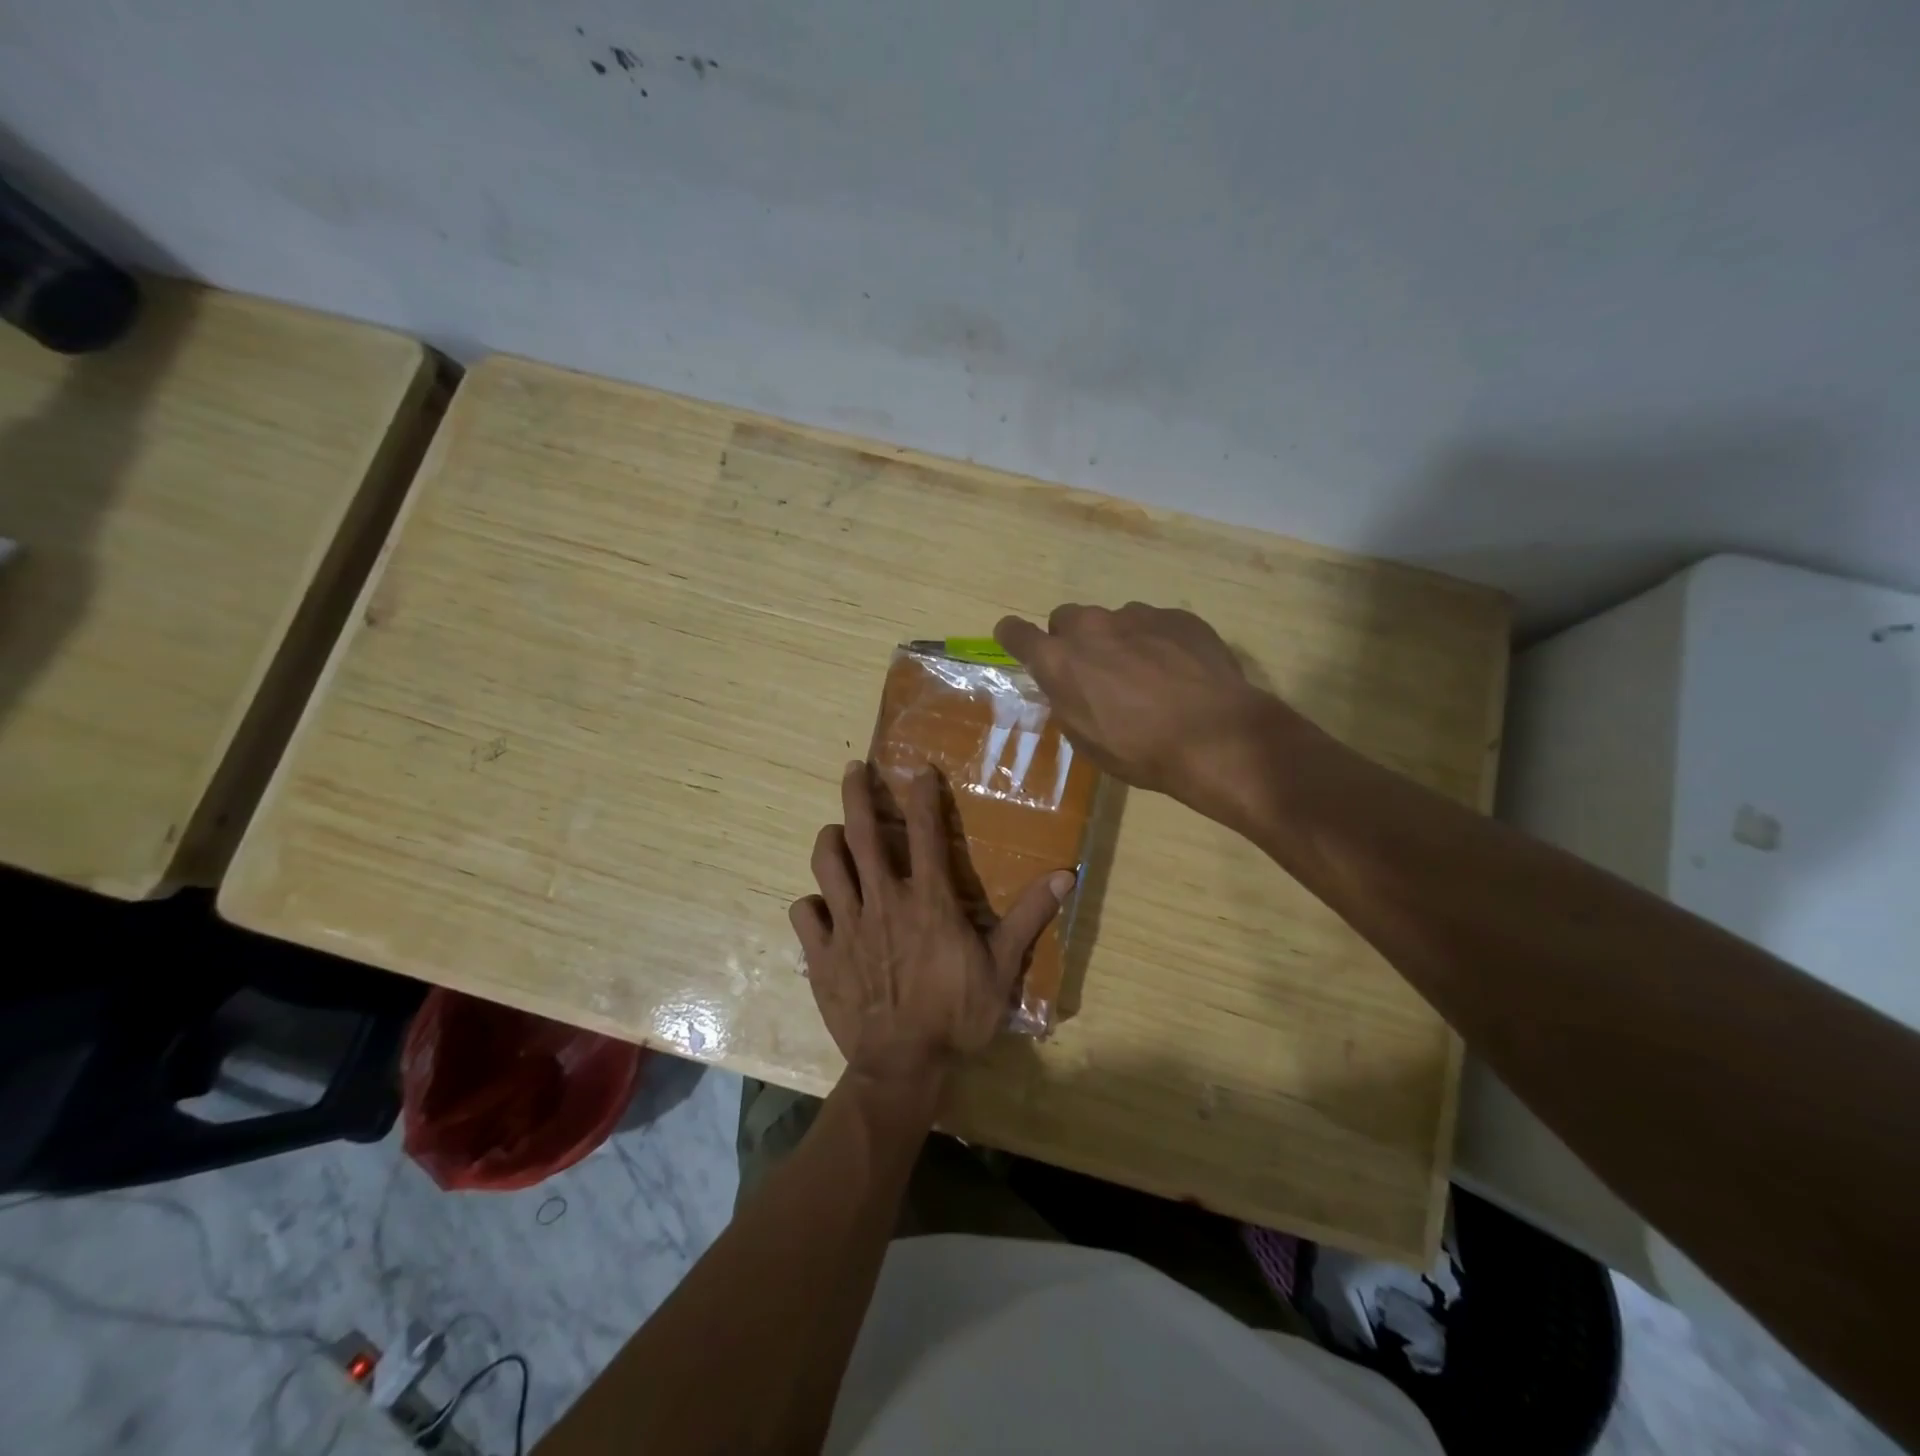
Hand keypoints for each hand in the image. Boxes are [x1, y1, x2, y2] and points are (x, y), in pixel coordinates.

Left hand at [791, 761, 1075, 1092]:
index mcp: (928, 900)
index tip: (919, 771)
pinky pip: (804, 914)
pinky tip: (819, 905)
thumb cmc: (957, 1015)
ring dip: (829, 841)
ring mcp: (847, 925)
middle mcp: (883, 900)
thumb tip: (1066, 875)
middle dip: (856, 794)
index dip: (922, 795)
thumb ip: (1029, 917)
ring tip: (835, 833)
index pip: (925, 832)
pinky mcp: (821, 954)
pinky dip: (810, 903)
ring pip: (827, 864)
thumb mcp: (1003, 968)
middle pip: (862, 833)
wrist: (902, 1067)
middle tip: (853, 770)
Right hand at [995, 602, 1294, 808]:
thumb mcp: (1087, 739)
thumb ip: (1068, 701)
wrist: (1214, 735)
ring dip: (1118, 642)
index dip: (1014, 637)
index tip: (1018, 642)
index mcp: (1060, 661)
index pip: (1016, 633)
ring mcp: (1138, 615)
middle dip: (1074, 640)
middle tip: (1094, 672)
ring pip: (1114, 621)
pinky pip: (1155, 624)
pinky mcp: (1177, 616)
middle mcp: (1092, 627)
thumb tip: (1067, 686)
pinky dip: (1157, 642)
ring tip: (1147, 677)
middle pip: (1067, 619)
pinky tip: (1179, 673)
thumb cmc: (1140, 750)